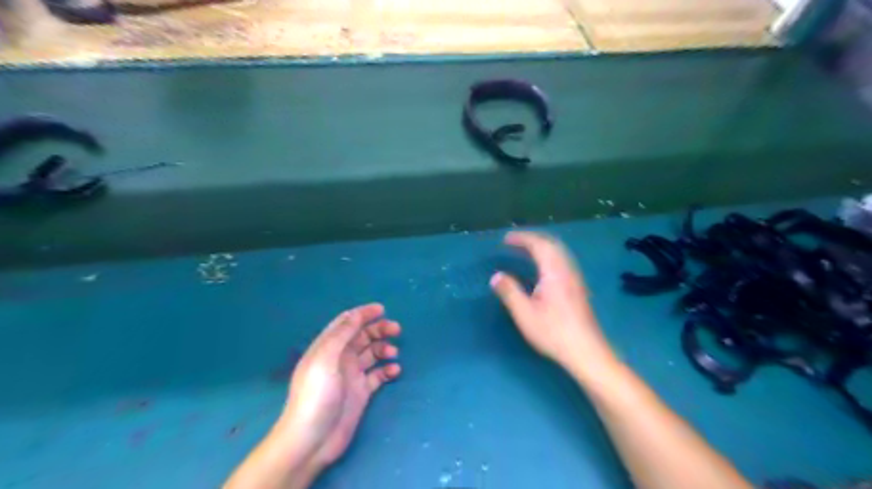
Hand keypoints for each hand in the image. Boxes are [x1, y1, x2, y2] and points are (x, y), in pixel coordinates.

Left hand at [279, 303, 401, 467]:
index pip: (346, 322)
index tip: (382, 309)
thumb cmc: (316, 395)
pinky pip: (378, 375)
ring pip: (372, 353)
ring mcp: (351, 375)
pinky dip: (388, 370)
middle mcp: (340, 358)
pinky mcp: (361, 392)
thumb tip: (357, 314)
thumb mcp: (325, 359)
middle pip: (362, 336)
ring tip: (394, 353)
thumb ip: (341, 334)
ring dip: (384, 348)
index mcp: (328, 347)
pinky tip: (395, 371)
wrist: (312, 440)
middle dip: (379, 329)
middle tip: (396, 329)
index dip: (363, 313)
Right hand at [493, 231, 615, 375]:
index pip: (539, 245)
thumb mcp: (525, 313)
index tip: (505, 239)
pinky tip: (542, 270)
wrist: (586, 351)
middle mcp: (567, 270)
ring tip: (525, 252)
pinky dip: (548, 257)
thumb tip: (496, 276)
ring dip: (542, 247)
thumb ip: (509, 292)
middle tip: (514, 242)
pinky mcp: (578, 289)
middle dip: (532, 240)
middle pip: (551, 245)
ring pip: (559, 253)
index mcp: (554, 272)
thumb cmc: (553, 332)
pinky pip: (562, 262)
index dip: (522, 239)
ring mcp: (575, 279)